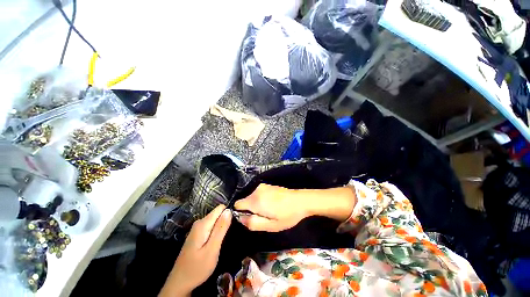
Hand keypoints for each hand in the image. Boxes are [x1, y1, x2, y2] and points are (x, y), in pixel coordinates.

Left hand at [159, 205, 231, 296]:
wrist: (179, 283)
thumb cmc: (197, 268)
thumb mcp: (212, 249)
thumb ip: (221, 228)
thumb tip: (229, 210)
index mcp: (203, 224)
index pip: (220, 208)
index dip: (228, 214)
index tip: (233, 225)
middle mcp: (199, 222)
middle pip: (218, 214)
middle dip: (225, 222)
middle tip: (227, 237)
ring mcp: (197, 229)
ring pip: (215, 221)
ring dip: (221, 228)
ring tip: (222, 242)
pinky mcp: (197, 235)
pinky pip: (211, 227)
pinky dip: (216, 233)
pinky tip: (216, 244)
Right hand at [234, 184, 307, 231]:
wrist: (300, 200)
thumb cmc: (286, 215)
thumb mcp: (270, 226)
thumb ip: (253, 223)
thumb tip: (240, 218)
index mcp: (255, 200)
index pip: (237, 205)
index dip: (241, 213)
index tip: (251, 218)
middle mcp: (256, 190)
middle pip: (245, 201)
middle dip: (250, 210)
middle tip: (263, 216)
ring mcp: (262, 186)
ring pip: (252, 198)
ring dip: (256, 205)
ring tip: (269, 210)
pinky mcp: (267, 185)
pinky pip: (258, 194)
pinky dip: (261, 199)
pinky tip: (272, 204)